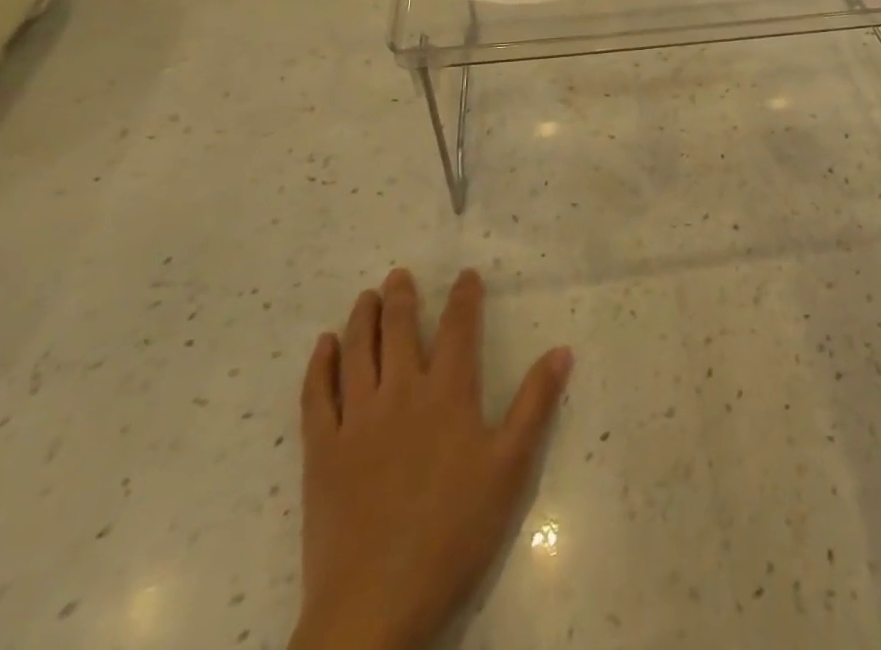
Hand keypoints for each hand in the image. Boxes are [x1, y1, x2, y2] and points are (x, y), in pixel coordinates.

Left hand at [291, 268, 572, 649]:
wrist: (375, 607)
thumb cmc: (453, 535)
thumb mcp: (509, 470)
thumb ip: (536, 405)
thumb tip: (563, 350)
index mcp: (448, 394)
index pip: (459, 328)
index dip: (464, 296)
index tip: (466, 274)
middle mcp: (401, 393)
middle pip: (400, 330)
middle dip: (402, 297)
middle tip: (399, 274)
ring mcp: (357, 420)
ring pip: (357, 352)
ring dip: (362, 318)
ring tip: (366, 297)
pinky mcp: (322, 452)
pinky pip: (317, 395)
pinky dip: (320, 365)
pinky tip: (323, 347)